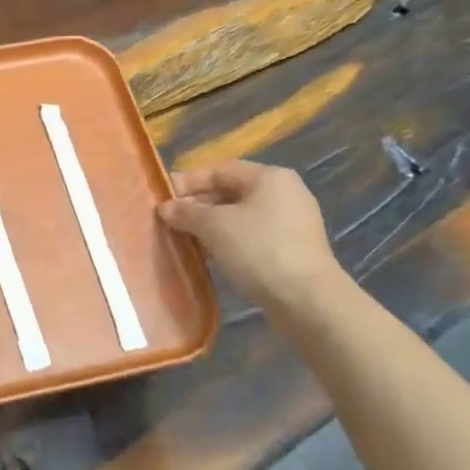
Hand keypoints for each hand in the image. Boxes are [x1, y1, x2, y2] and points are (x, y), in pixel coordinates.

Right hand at [158, 160, 342, 310]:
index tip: (162, 198)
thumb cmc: (258, 250)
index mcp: (269, 177)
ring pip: (240, 216)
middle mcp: (285, 193)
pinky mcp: (293, 248)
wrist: (307, 300)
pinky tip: (210, 255)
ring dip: (210, 225)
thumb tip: (165, 207)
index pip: (219, 170)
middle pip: (230, 192)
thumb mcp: (214, 226)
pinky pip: (252, 235)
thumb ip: (186, 212)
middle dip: (197, 205)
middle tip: (169, 220)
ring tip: (184, 239)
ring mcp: (292, 222)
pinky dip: (229, 241)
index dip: (188, 182)